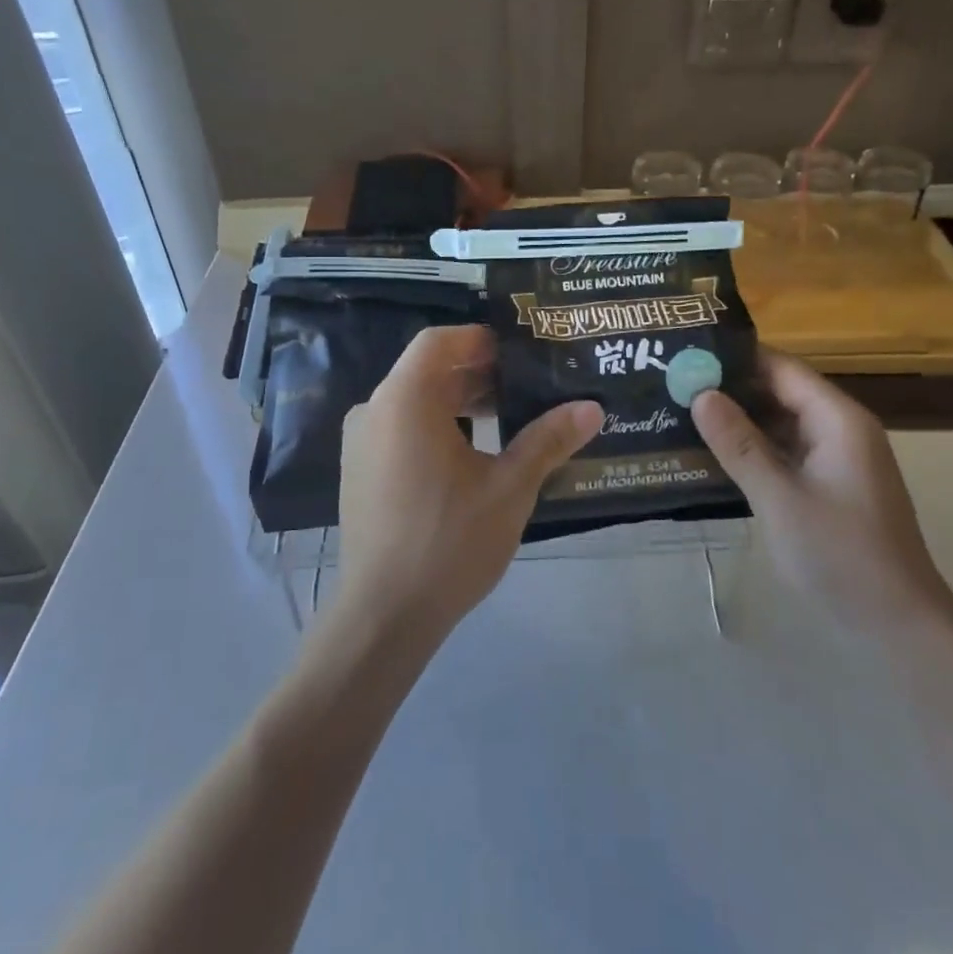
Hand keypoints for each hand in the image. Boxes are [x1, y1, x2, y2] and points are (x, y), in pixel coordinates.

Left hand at [336, 326, 601, 638]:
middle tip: (527, 384)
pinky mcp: (359, 469)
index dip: (480, 339)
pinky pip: (400, 428)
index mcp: (405, 400)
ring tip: (507, 417)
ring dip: (459, 401)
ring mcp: (360, 441)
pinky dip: (436, 426)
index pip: (439, 341)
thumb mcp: (509, 488)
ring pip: (414, 401)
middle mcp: (374, 410)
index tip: (520, 352)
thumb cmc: (449, 542)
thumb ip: (548, 440)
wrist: (384, 614)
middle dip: (477, 372)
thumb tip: (593, 408)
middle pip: (427, 370)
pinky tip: (472, 453)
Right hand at [691, 353, 952, 627]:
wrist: (897, 625)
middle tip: (674, 384)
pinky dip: (753, 448)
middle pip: (781, 392)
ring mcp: (836, 459)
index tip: (687, 354)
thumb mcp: (780, 498)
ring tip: (682, 412)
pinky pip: (786, 451)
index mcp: (838, 420)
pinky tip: (712, 453)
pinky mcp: (829, 485)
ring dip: (739, 419)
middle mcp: (840, 429)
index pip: (782, 368)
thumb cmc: (840, 555)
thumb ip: (739, 444)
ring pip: (781, 423)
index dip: (736, 358)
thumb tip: (700, 394)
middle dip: (731, 388)